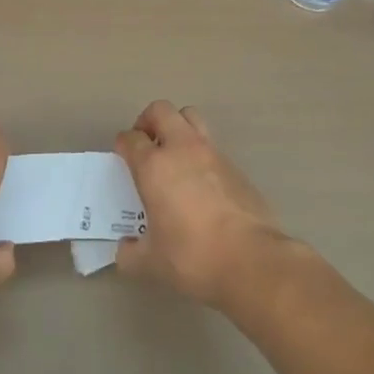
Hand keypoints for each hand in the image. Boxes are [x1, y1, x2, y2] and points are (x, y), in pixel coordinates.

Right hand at [114, 101, 290, 307]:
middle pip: (161, 110)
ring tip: (173, 156)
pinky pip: (211, 145)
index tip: (122, 157)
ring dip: (177, 127)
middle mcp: (182, 148)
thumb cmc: (192, 256)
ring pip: (190, 117)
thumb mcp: (151, 263)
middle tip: (145, 145)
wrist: (251, 259)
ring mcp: (212, 153)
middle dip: (148, 121)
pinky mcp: (235, 165)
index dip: (123, 144)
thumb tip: (125, 249)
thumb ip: (130, 253)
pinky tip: (200, 183)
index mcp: (154, 166)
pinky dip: (200, 153)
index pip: (131, 138)